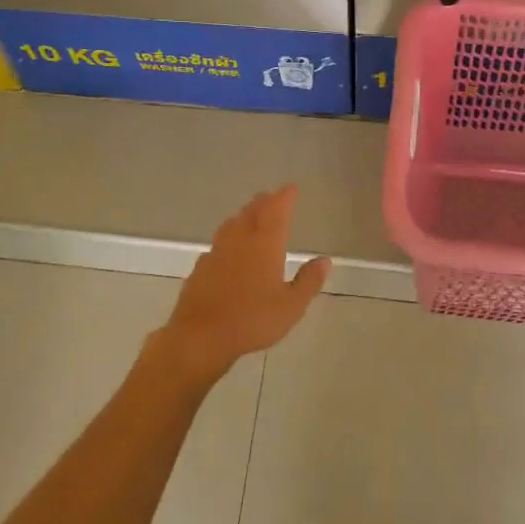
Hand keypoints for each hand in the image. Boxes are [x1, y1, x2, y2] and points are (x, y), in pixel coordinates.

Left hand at [159, 186, 329, 381]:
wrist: (200, 335)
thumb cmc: (252, 320)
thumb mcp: (291, 306)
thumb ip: (309, 281)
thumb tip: (324, 260)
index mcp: (265, 244)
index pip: (276, 211)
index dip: (284, 197)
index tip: (291, 188)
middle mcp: (240, 240)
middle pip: (252, 212)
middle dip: (264, 202)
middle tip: (272, 197)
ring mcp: (217, 252)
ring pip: (232, 224)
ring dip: (244, 215)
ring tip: (251, 215)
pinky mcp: (201, 267)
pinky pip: (219, 243)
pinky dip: (229, 237)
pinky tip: (229, 249)